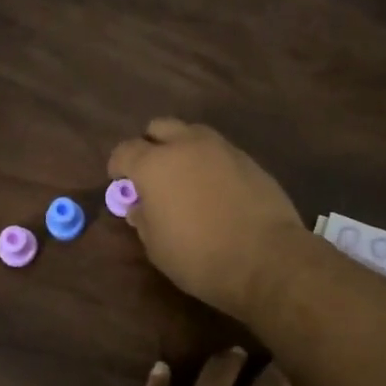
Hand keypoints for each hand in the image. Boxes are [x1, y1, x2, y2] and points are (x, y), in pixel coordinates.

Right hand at [107, 119, 309, 318]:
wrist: (266, 258)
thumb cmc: (200, 257)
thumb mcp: (157, 247)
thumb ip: (143, 219)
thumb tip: (139, 206)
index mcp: (155, 165)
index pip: (125, 151)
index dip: (118, 166)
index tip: (121, 183)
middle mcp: (186, 146)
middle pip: (159, 127)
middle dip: (151, 146)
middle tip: (152, 175)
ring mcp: (221, 148)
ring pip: (192, 133)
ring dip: (182, 148)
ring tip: (185, 178)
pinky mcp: (248, 159)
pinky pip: (219, 151)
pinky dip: (209, 162)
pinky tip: (214, 188)